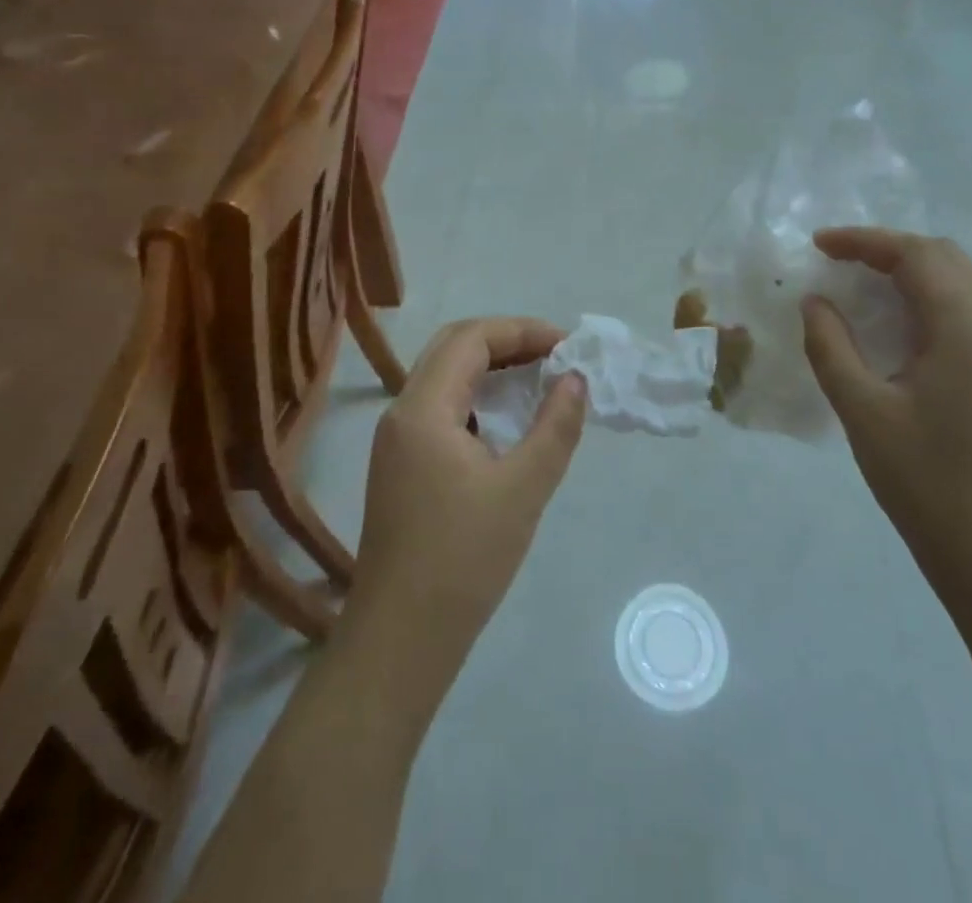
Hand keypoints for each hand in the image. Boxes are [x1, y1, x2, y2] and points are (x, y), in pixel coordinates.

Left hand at [343, 318, 585, 689]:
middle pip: (452, 347)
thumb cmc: (463, 561)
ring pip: (444, 376)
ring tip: (539, 378)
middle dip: (506, 341)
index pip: (471, 338)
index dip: (522, 330)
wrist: (400, 640)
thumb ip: (555, 427)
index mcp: (423, 408)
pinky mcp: (401, 465)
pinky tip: (508, 419)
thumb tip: (576, 379)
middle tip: (554, 354)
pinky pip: (440, 407)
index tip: (567, 344)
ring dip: (490, 367)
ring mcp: (396, 440)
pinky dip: (477, 397)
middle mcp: (402, 412)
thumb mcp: (523, 490)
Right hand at [802, 229, 971, 604]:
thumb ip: (831, 346)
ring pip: (957, 283)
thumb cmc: (923, 482)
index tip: (818, 245)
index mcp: (965, 334)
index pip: (919, 257)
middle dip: (888, 248)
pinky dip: (920, 297)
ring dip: (906, 270)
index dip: (865, 241)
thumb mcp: (861, 411)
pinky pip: (959, 312)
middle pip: (945, 259)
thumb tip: (815, 302)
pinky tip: (886, 320)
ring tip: (855, 281)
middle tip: (837, 259)